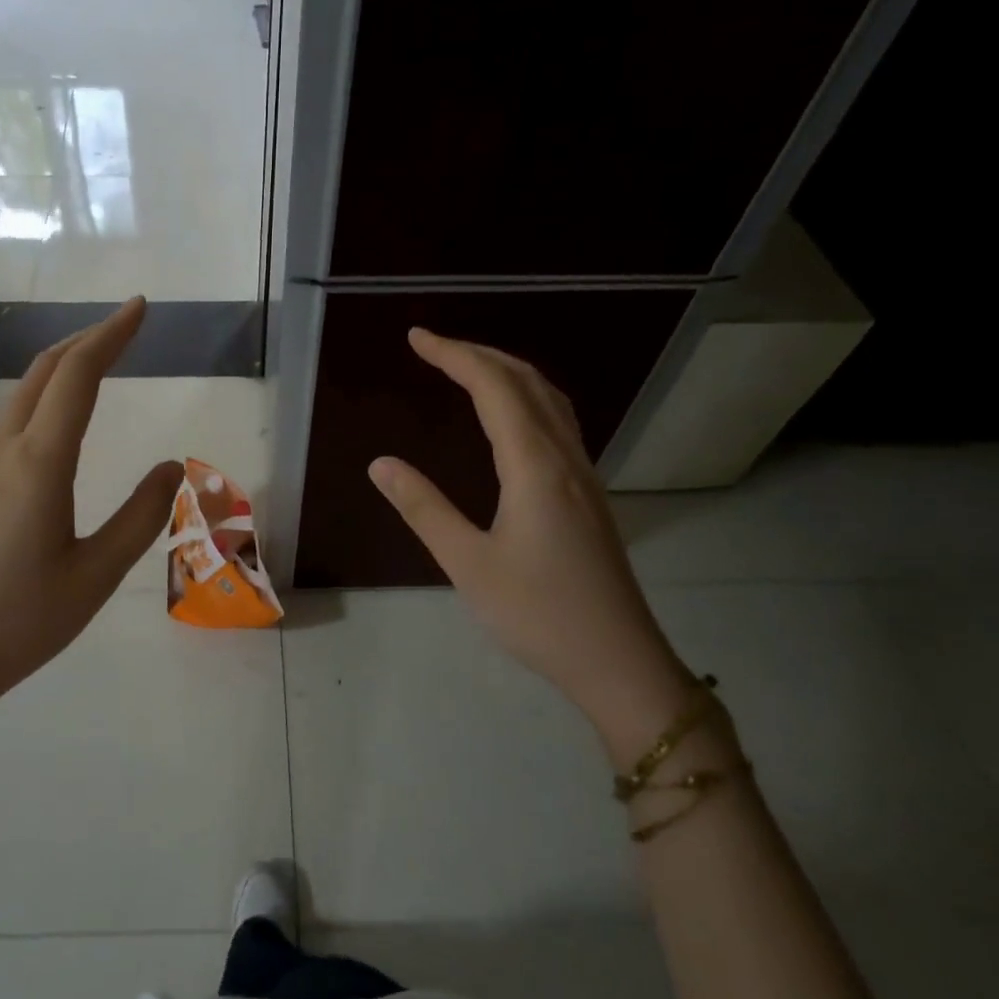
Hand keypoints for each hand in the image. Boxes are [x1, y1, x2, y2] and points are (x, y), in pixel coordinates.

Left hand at [0, 299, 183, 797]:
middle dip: (85, 340)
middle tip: (124, 327)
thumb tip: (171, 466)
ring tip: (96, 362)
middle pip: (44, 372)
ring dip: (61, 368)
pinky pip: (10, 422)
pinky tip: (55, 422)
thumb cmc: (21, 621)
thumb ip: (140, 516)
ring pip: (22, 395)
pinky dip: (42, 399)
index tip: (140, 307)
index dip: (111, 334)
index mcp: (39, 463)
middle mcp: (3, 450)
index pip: (78, 375)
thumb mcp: (96, 573)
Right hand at [368, 329, 697, 743]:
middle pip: (527, 382)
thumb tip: (381, 463)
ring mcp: (583, 475)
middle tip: (433, 346)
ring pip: (549, 400)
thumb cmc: (538, 614)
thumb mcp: (468, 564)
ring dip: (507, 372)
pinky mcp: (588, 495)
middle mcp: (565, 458)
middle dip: (479, 354)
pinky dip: (527, 399)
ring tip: (467, 368)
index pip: (494, 388)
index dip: (455, 355)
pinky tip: (511, 418)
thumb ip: (424, 509)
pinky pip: (558, 424)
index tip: (416, 338)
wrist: (617, 660)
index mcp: (535, 466)